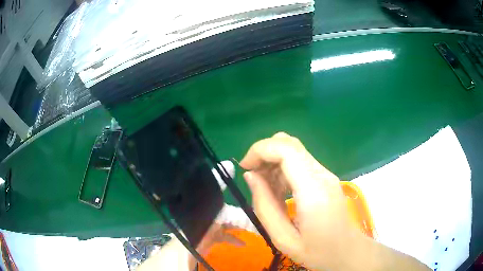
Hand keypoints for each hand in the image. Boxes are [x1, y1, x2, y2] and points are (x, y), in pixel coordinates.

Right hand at [240, 132, 359, 269]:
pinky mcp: (325, 177)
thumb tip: (251, 175)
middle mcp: (322, 175)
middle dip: (264, 153)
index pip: (286, 149)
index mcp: (313, 191)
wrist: (347, 251)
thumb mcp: (282, 238)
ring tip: (264, 188)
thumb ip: (264, 206)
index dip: (260, 150)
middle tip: (252, 176)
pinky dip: (282, 169)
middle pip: (289, 143)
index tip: (245, 167)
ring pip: (293, 150)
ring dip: (272, 161)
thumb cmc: (317, 251)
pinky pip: (299, 162)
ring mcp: (326, 174)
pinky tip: (278, 190)